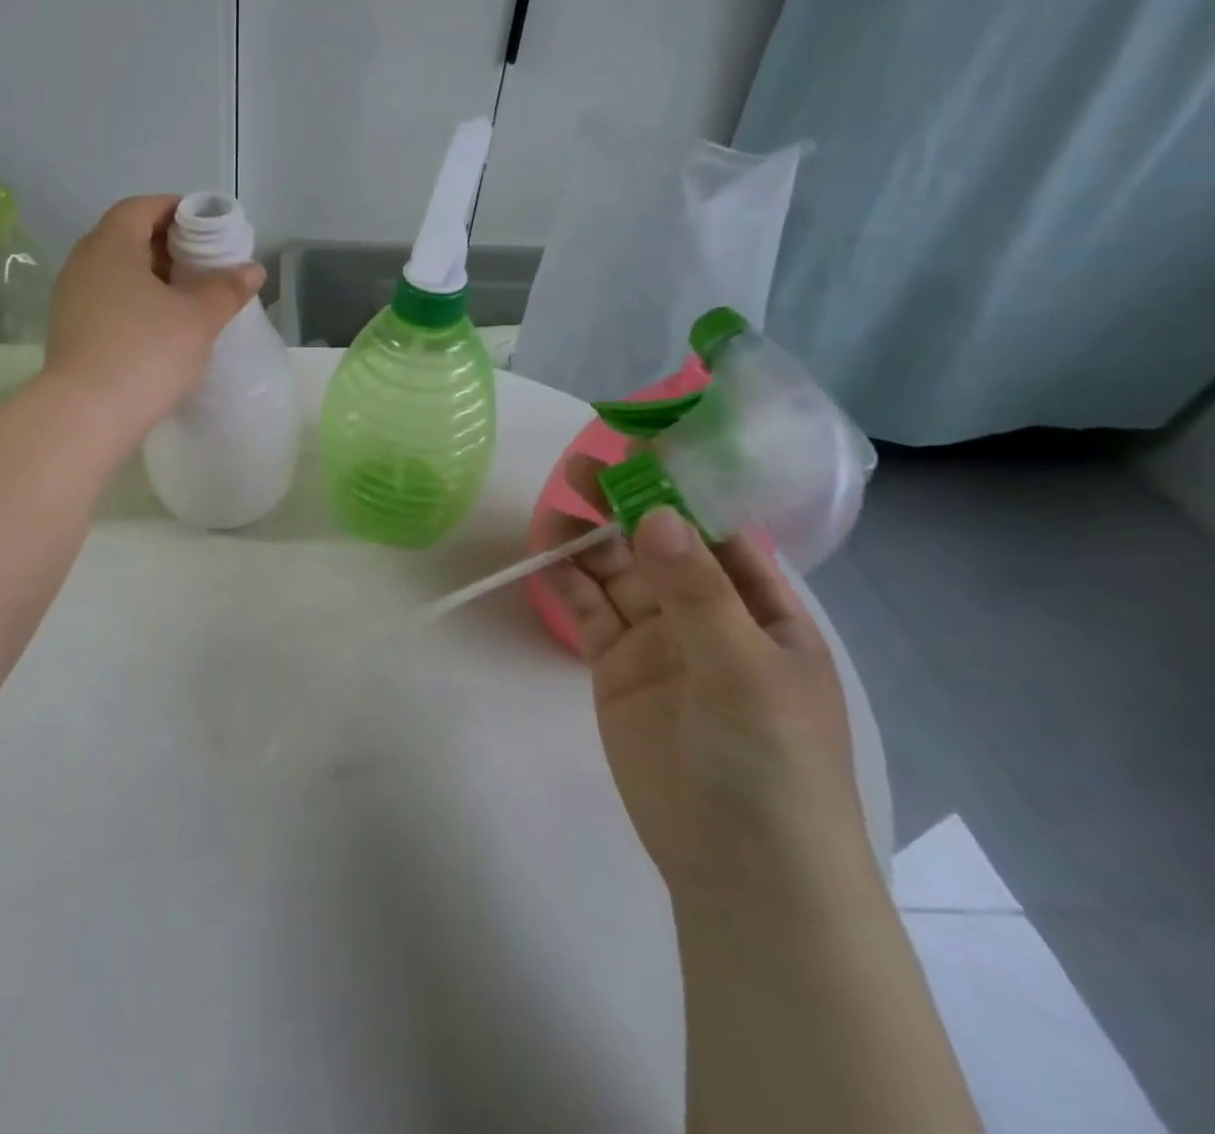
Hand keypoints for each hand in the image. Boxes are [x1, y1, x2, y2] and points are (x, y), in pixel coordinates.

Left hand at [44, 196, 264, 442]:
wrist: (86, 415)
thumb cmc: (146, 352)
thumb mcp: (197, 319)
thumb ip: (226, 289)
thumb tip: (252, 269)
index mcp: (110, 245)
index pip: (141, 207)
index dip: (174, 209)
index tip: (204, 225)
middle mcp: (83, 263)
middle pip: (126, 238)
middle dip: (165, 245)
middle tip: (201, 263)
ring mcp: (70, 299)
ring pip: (114, 273)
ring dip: (149, 277)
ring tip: (185, 298)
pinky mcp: (68, 331)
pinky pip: (105, 301)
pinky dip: (133, 303)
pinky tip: (158, 328)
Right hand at [551, 457, 877, 902]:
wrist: (740, 871)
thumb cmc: (773, 765)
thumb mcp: (744, 673)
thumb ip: (697, 593)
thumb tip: (656, 513)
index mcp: (761, 608)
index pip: (719, 531)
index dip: (682, 488)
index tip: (641, 448)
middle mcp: (708, 614)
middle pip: (659, 544)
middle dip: (624, 505)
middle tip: (580, 468)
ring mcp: (659, 640)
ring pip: (618, 572)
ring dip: (589, 539)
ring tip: (555, 504)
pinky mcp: (616, 666)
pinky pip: (589, 611)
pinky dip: (568, 582)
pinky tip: (545, 555)